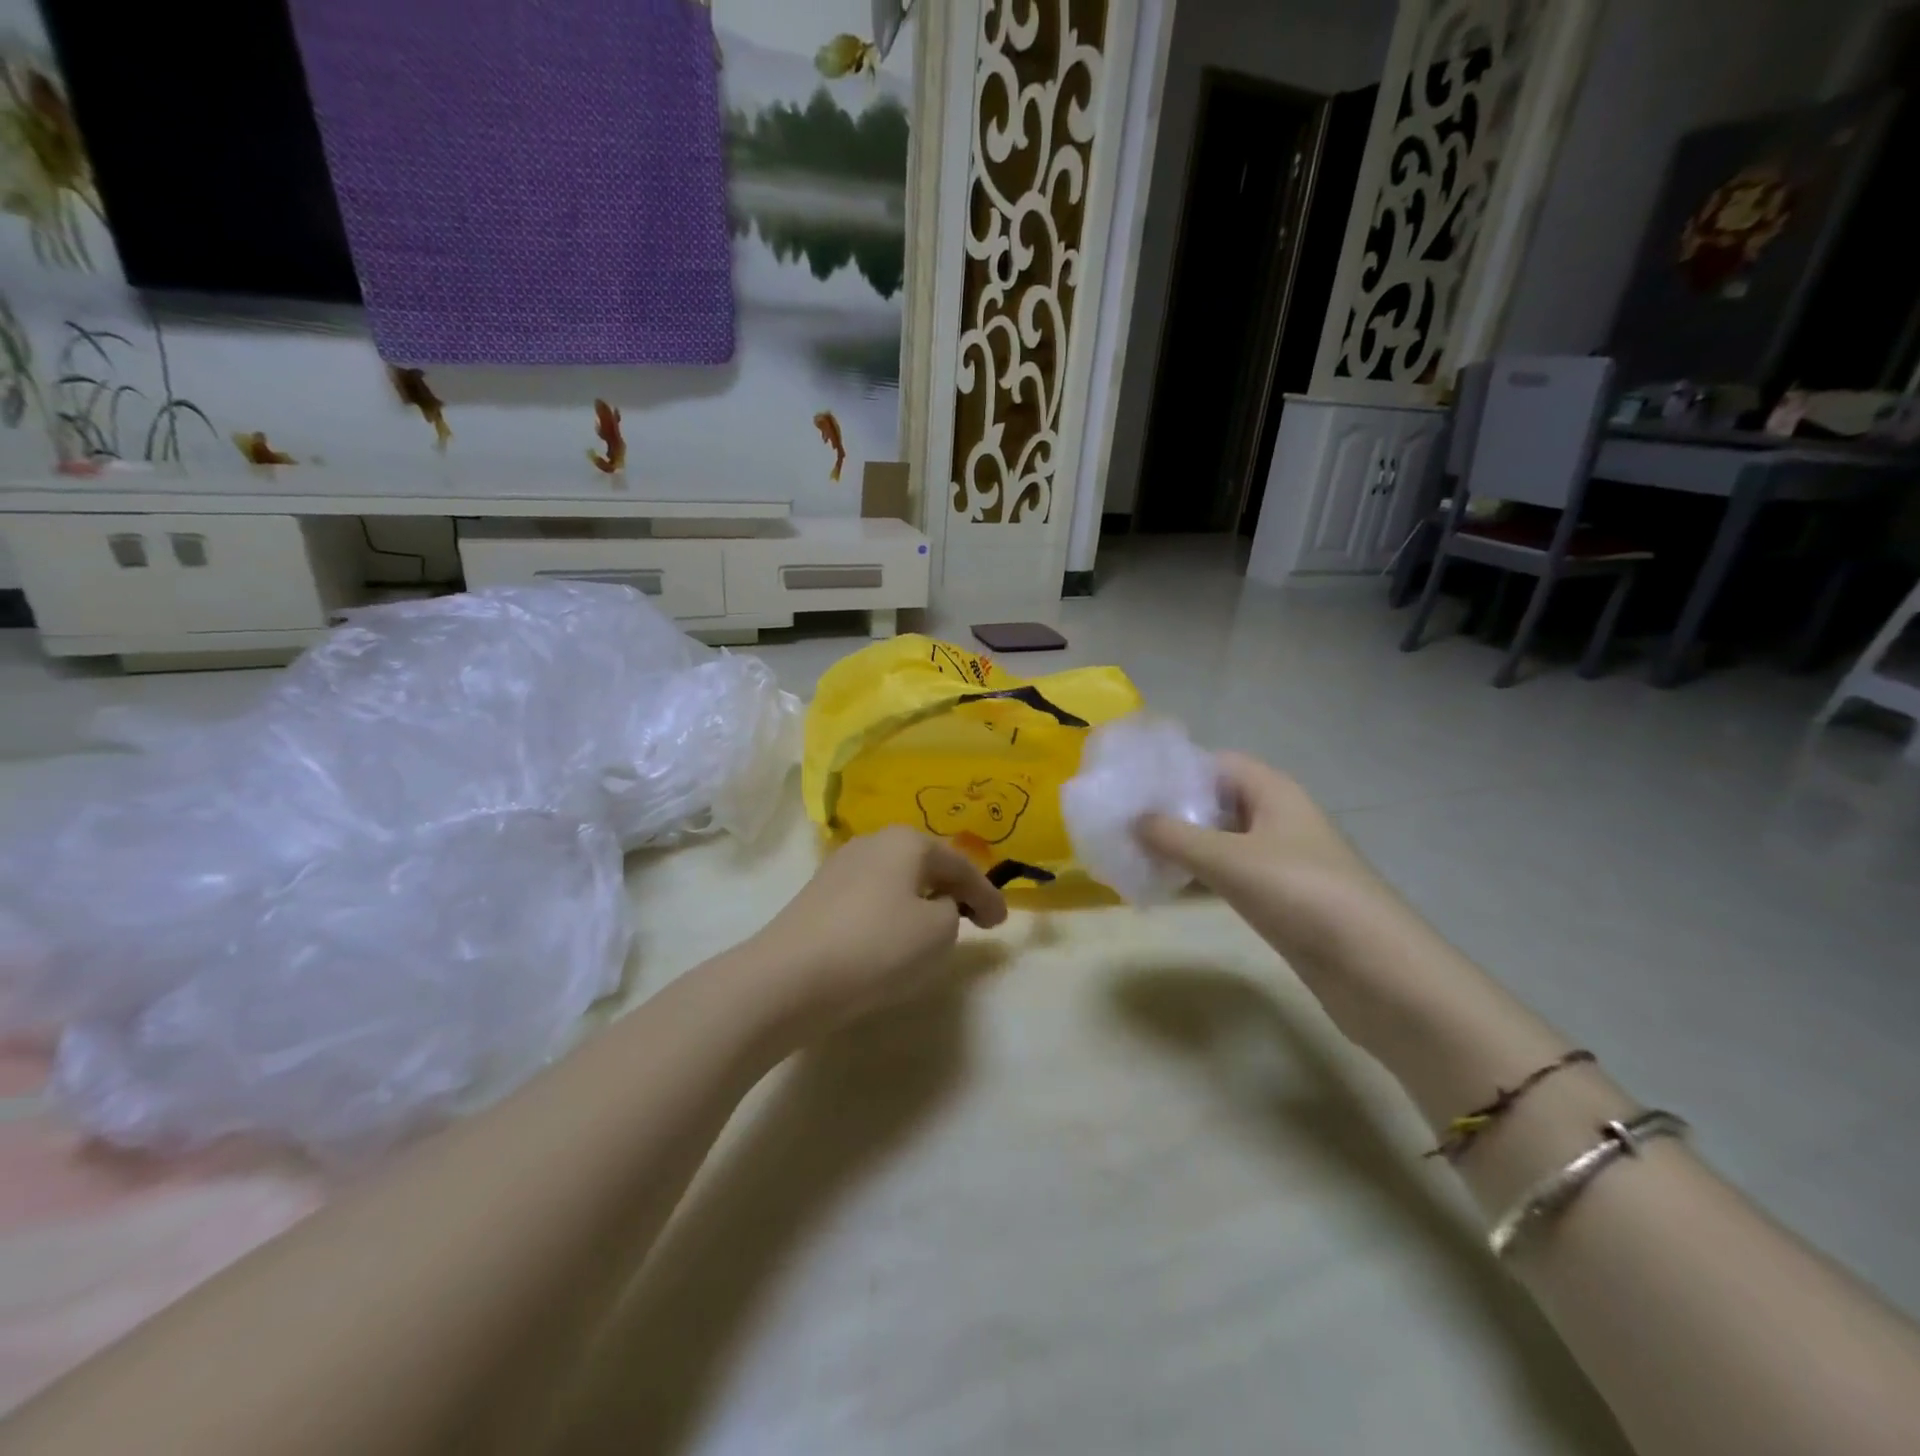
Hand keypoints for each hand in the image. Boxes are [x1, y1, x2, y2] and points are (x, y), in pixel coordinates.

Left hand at [750, 826, 1007, 1031]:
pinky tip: (892, 936)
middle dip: (953, 890)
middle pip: (926, 864)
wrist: (789, 977)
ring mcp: (840, 867)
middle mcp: (873, 842)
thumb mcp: (937, 932)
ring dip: (921, 900)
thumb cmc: (877, 947)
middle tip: (975, 919)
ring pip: (897, 880)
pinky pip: (871, 897)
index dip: (987, 895)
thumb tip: (934, 905)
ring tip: (936, 928)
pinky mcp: (818, 896)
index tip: (1003, 924)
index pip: (960, 866)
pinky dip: (892, 912)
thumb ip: (952, 911)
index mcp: (907, 841)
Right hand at [1136, 752, 1386, 959]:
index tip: (1131, 783)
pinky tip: (1166, 886)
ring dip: (1182, 845)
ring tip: (1133, 852)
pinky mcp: (1279, 898)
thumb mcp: (1230, 859)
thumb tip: (1131, 819)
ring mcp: (1279, 860)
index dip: (1176, 768)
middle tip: (1122, 821)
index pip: (1217, 763)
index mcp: (1274, 792)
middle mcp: (1277, 818)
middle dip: (1172, 809)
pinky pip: (1229, 874)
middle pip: (1216, 801)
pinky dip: (1199, 876)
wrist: (1375, 970)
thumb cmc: (1302, 894)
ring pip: (1220, 840)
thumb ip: (1175, 836)